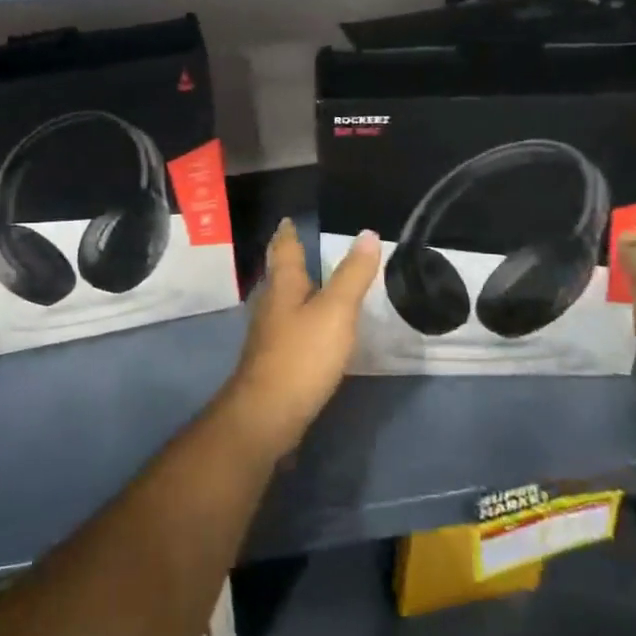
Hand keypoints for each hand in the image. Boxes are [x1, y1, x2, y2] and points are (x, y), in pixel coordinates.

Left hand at [222, 219, 380, 458]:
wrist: (268, 414)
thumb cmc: (302, 355)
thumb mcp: (336, 311)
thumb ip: (352, 275)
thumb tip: (368, 234)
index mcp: (283, 286)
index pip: (284, 250)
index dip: (288, 234)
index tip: (288, 220)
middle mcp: (271, 305)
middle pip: (279, 275)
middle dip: (288, 260)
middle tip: (301, 246)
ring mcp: (269, 335)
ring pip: (282, 302)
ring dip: (294, 290)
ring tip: (311, 283)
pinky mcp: (274, 361)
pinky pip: (288, 329)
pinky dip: (300, 319)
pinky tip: (311, 329)